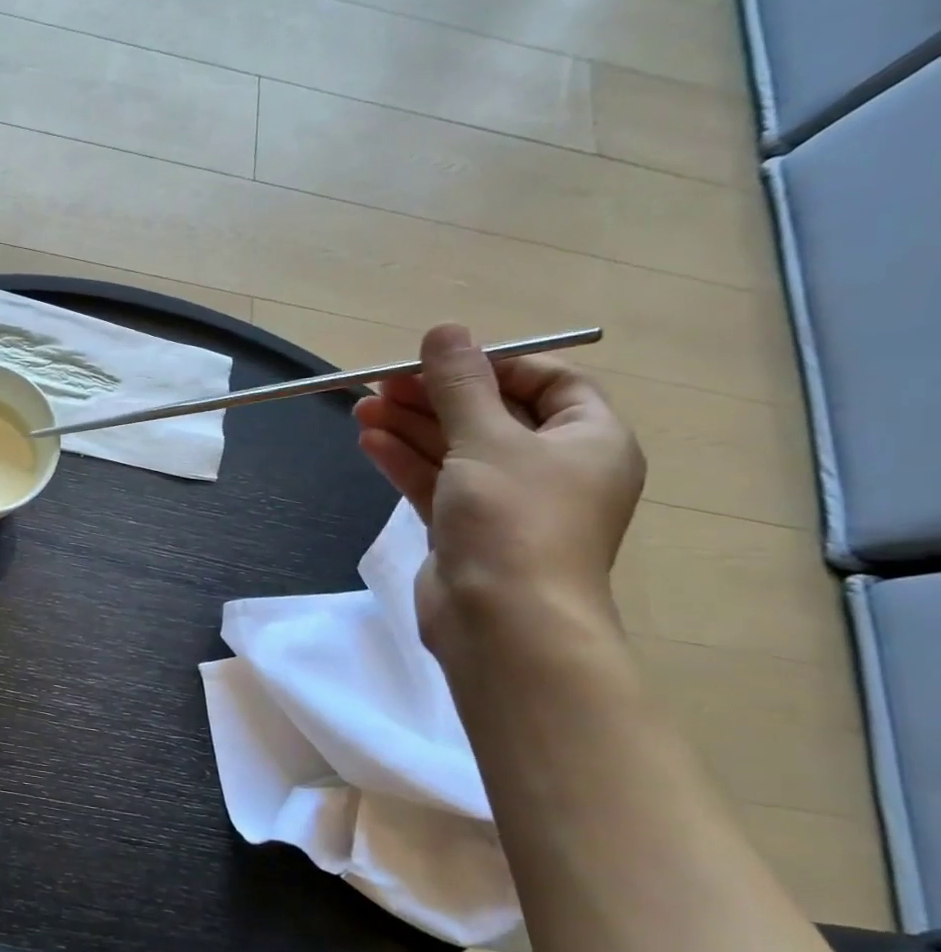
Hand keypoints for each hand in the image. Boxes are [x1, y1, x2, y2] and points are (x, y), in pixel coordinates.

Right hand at [353, 324, 645, 656]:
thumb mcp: (486, 439)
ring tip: (362, 408)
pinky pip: (437, 482)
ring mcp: (507, 502)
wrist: (503, 621)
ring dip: (410, 427)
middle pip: (490, 415)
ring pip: (456, 450)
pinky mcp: (467, 529)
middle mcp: (553, 468)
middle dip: (435, 397)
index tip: (441, 363)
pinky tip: (370, 441)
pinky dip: (406, 461)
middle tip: (381, 383)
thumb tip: (445, 329)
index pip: (548, 383)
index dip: (494, 366)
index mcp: (588, 439)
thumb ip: (460, 385)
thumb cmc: (514, 520)